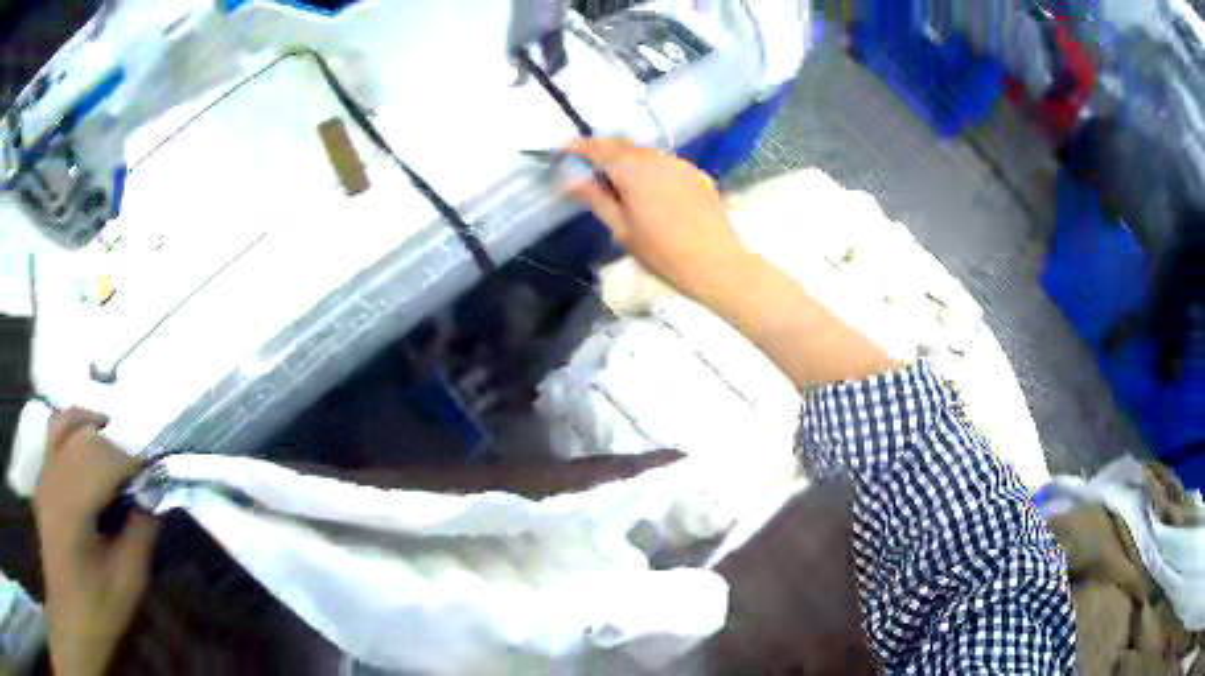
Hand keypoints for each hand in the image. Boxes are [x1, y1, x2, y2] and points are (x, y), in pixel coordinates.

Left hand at [34, 408, 157, 675]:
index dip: (132, 464)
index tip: (153, 483)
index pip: (104, 460)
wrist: (69, 615)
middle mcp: (54, 479)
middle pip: (87, 439)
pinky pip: (55, 434)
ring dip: (95, 430)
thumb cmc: (97, 609)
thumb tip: (151, 501)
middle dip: (117, 451)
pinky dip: (73, 425)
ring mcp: (44, 474)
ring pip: (68, 425)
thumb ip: (138, 539)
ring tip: (116, 445)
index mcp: (72, 507)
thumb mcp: (126, 585)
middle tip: (138, 482)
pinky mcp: (42, 477)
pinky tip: (87, 435)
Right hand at [568, 139, 891, 390]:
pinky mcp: (697, 175)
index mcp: (633, 170)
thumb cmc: (663, 254)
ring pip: (646, 153)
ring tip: (617, 178)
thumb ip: (596, 199)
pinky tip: (650, 189)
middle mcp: (657, 159)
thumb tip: (569, 179)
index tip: (564, 148)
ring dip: (628, 159)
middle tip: (587, 164)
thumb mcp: (622, 230)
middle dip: (603, 150)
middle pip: (624, 145)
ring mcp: (680, 164)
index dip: (580, 147)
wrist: (718, 265)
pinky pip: (666, 164)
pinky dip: (650, 168)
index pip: (600, 148)